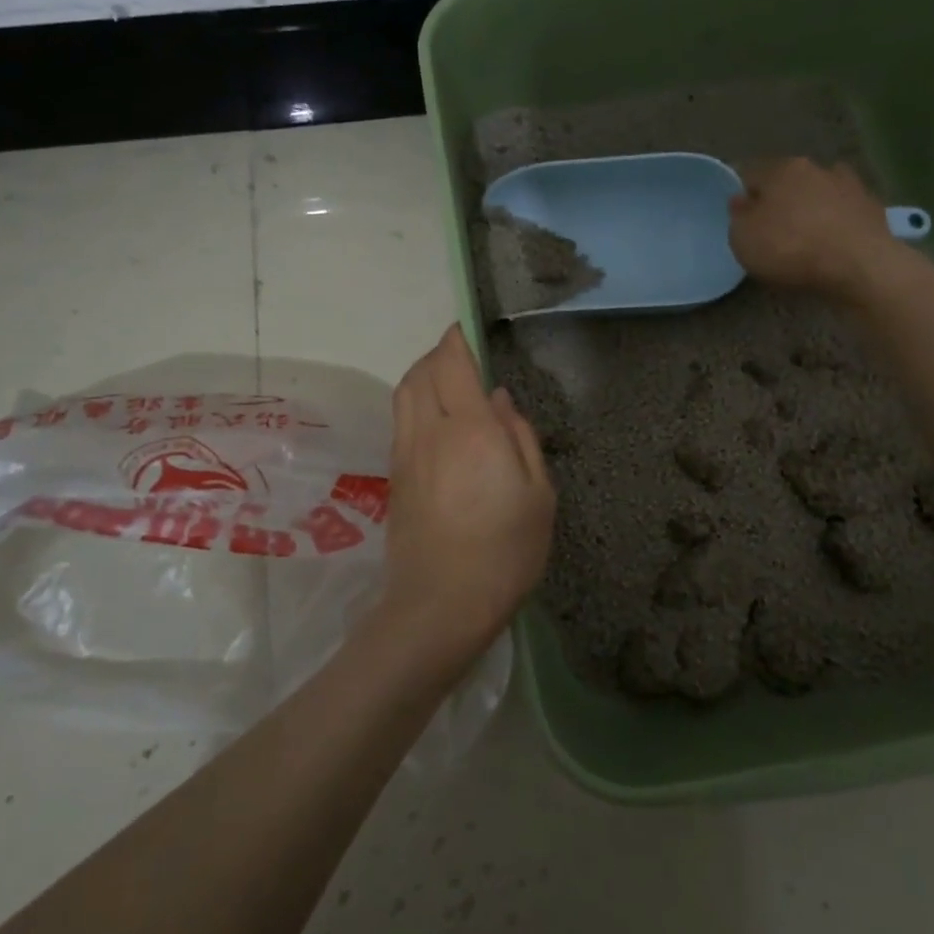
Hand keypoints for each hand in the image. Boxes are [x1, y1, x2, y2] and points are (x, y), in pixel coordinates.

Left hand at [378, 325, 555, 672]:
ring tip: (442, 380)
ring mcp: (406, 454)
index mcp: (472, 429)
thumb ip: (521, 438)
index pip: (452, 365)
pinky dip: (413, 403)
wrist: (442, 604)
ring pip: (403, 395)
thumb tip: (501, 398)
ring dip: (419, 376)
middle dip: (436, 354)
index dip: (455, 340)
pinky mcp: (395, 477)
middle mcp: (431, 432)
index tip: (463, 329)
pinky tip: (433, 420)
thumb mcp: (538, 494)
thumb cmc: (506, 551)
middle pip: (420, 373)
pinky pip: (400, 421)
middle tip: (458, 354)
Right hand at [728, 158, 923, 302]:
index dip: (745, 197)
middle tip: (774, 230)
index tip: (744, 220)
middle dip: (781, 200)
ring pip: (819, 193)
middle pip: (789, 181)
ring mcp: (849, 185)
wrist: (859, 265)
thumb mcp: (743, 239)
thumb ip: (739, 217)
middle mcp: (816, 168)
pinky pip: (844, 212)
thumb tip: (742, 201)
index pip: (752, 175)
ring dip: (812, 208)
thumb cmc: (791, 248)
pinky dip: (837, 222)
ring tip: (807, 237)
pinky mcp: (872, 207)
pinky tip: (833, 243)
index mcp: (781, 169)